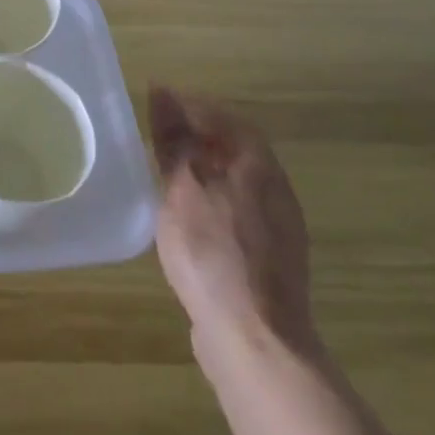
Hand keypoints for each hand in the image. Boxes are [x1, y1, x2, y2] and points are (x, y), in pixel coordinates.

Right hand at [149, 86, 319, 371]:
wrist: (256, 341)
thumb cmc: (213, 254)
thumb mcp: (182, 189)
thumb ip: (173, 141)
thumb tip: (163, 93)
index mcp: (259, 165)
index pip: (225, 117)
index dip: (190, 105)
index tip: (155, 102)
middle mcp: (276, 189)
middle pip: (235, 147)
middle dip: (197, 136)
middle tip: (157, 135)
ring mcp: (278, 228)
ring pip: (237, 181)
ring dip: (204, 169)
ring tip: (166, 173)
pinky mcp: (270, 261)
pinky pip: (238, 211)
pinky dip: (211, 200)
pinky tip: (188, 218)